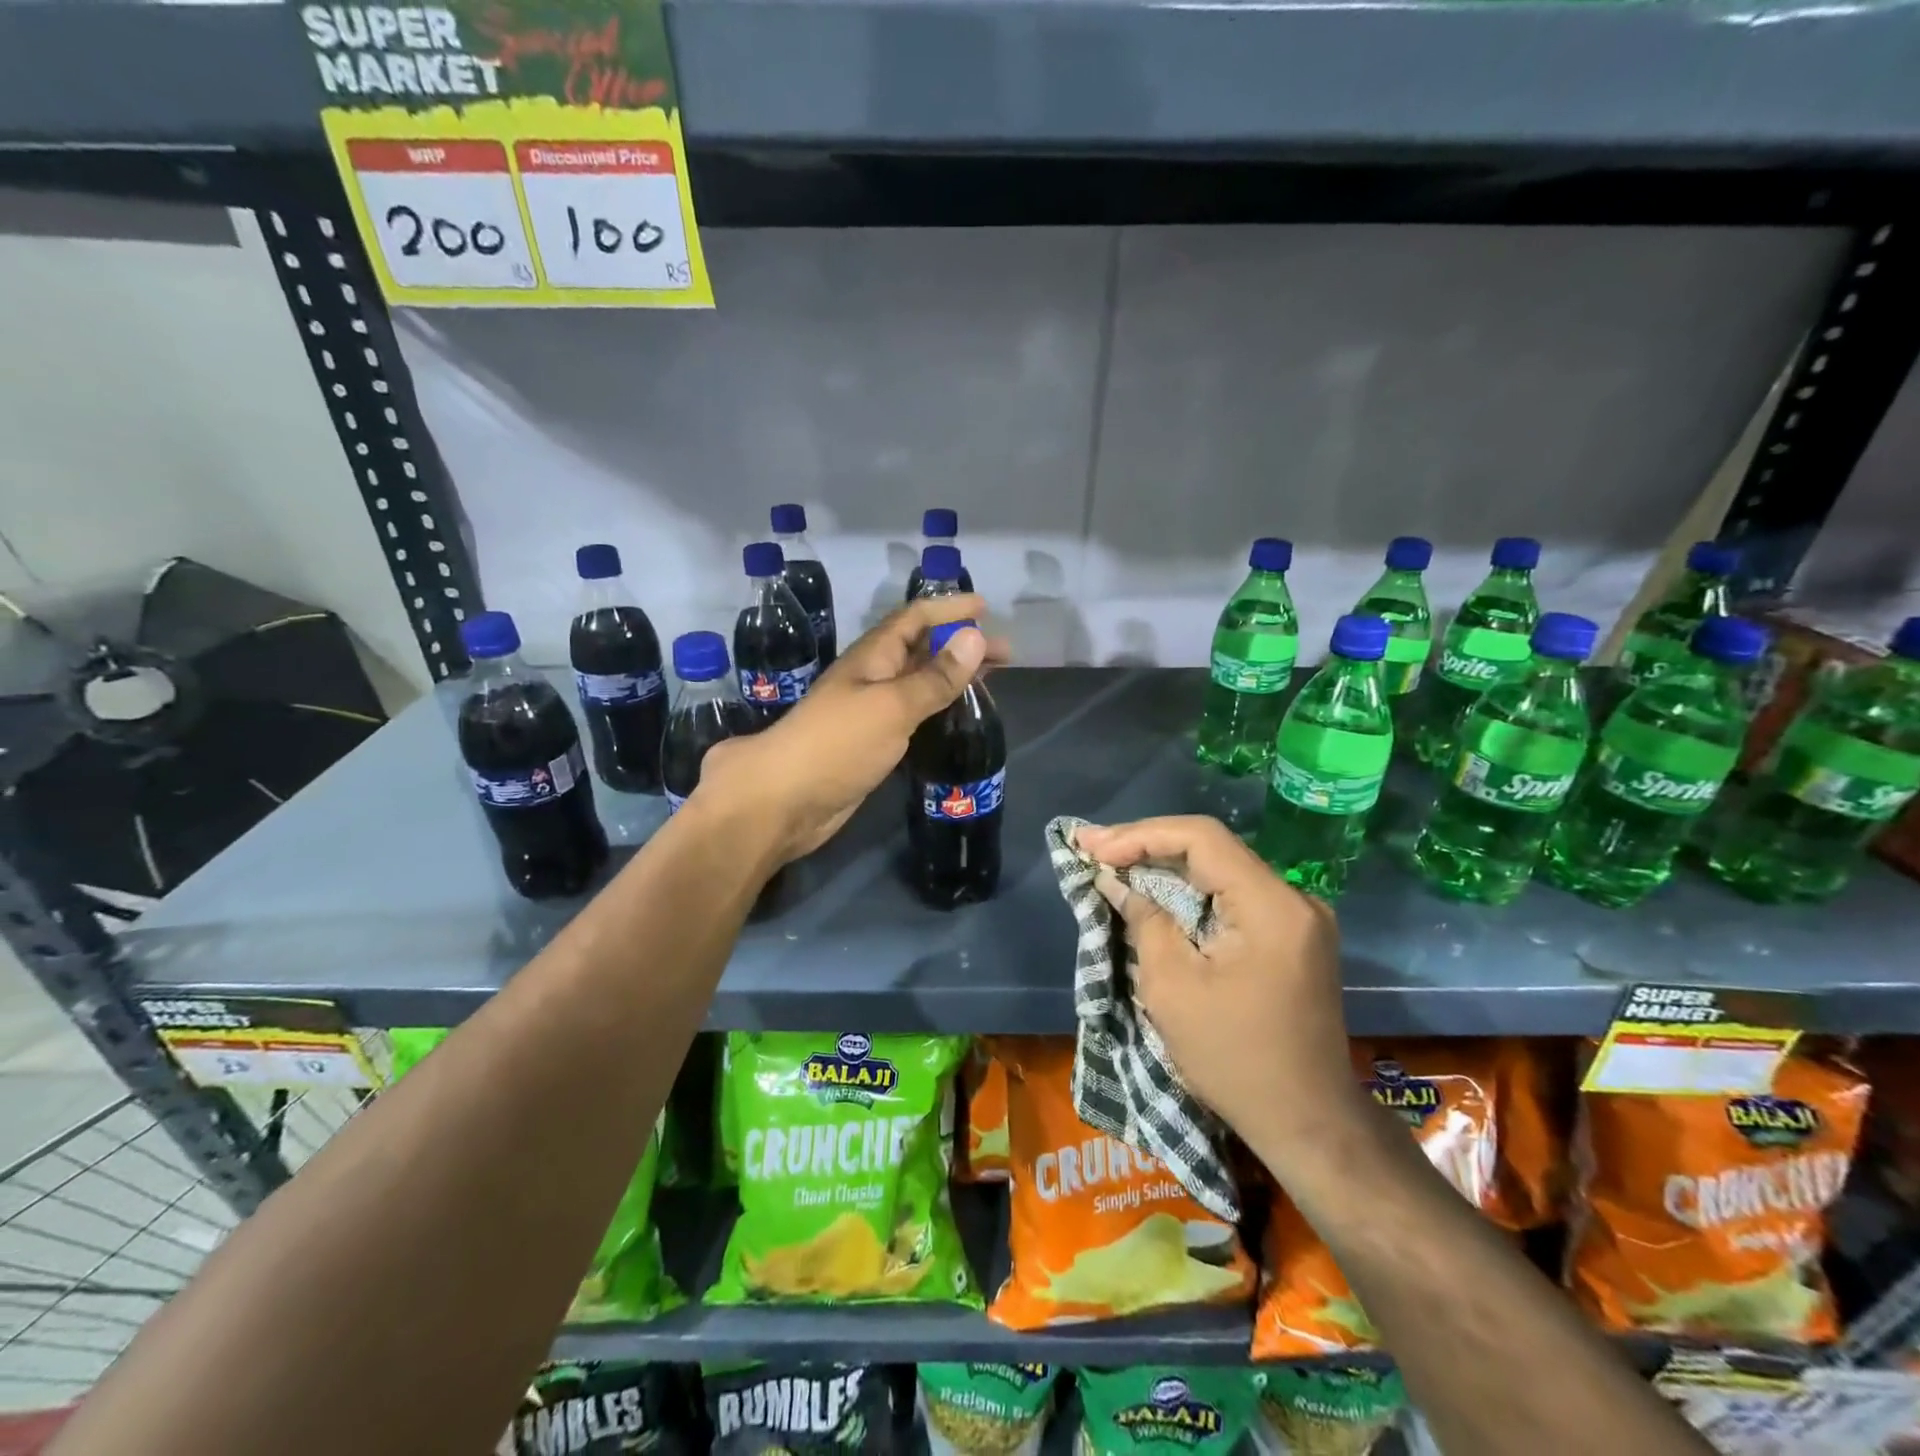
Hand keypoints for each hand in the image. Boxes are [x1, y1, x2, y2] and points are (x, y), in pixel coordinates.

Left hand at [702, 595, 1009, 863]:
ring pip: (918, 682)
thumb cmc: (838, 744)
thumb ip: (935, 677)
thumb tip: (976, 637)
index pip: (915, 618)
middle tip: (1005, 654)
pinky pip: (912, 714)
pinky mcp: (872, 743)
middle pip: (921, 648)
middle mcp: (872, 677)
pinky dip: (937, 708)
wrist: (784, 801)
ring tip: (989, 680)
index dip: (949, 608)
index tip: (986, 608)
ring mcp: (870, 711)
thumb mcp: (892, 706)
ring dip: (951, 676)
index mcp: (873, 657)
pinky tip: (956, 717)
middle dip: (960, 644)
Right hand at [1073, 815, 1365, 1176]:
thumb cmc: (1234, 1058)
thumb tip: (1115, 879)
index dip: (1141, 835)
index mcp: (1271, 906)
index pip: (1202, 839)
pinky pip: (1233, 895)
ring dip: (1165, 865)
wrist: (1307, 1122)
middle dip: (1147, 845)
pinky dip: (1190, 891)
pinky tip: (1153, 890)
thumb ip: (1144, 919)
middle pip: (1212, 848)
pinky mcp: (1293, 936)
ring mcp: (1298, 917)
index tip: (1094, 848)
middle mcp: (1294, 899)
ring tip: (1110, 860)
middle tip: (1091, 846)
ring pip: (1220, 869)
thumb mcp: (1173, 987)